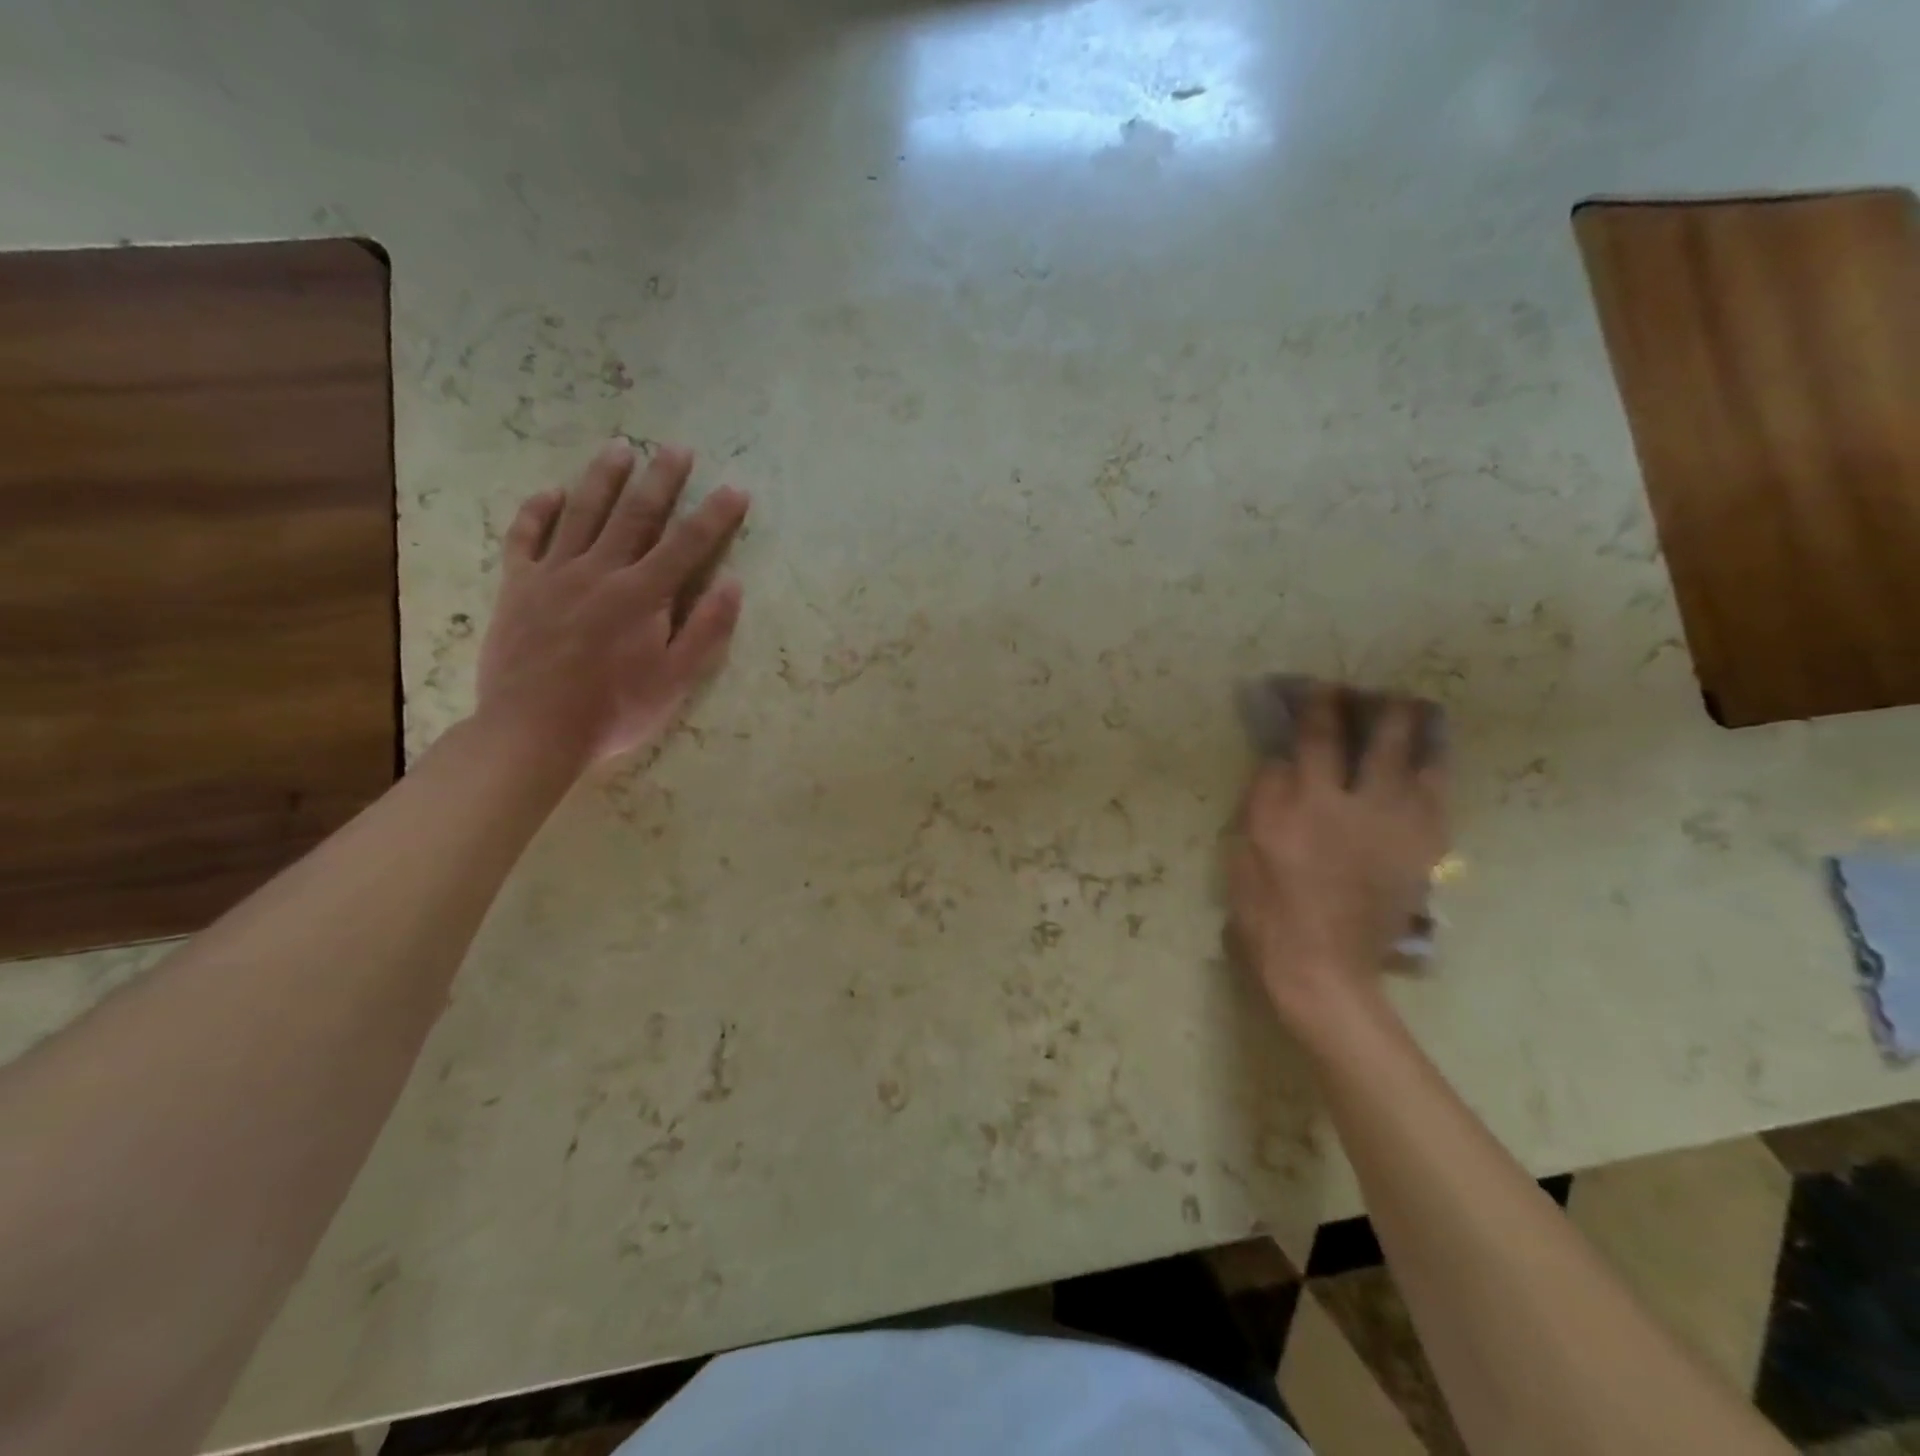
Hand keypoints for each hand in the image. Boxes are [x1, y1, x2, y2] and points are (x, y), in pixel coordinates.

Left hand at [476, 439, 748, 766]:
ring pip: (582, 513)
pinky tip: (550, 492)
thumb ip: (706, 629)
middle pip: (636, 514)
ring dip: (604, 478)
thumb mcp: (676, 680)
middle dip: (661, 479)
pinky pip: (525, 538)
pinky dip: (537, 511)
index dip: (715, 515)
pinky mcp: (518, 586)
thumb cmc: (615, 710)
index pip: (688, 544)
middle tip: (677, 448)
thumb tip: (733, 583)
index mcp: (643, 595)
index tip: (735, 489)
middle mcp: (600, 571)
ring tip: (620, 448)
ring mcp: (554, 574)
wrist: (533, 730)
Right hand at [1228, 682, 1448, 1030]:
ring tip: (1415, 713)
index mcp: (1306, 805)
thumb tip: (1284, 760)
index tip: (1320, 687)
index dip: (1319, 704)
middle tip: (1376, 694)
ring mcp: (1398, 829)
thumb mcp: (1245, 848)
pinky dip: (1433, 774)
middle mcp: (1359, 806)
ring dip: (1416, 732)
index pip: (1317, 737)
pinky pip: (1437, 799)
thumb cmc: (1267, 908)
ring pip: (1420, 763)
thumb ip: (1265, 797)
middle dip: (1379, 708)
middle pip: (1381, 740)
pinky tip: (1428, 764)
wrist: (1323, 967)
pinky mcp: (1422, 854)